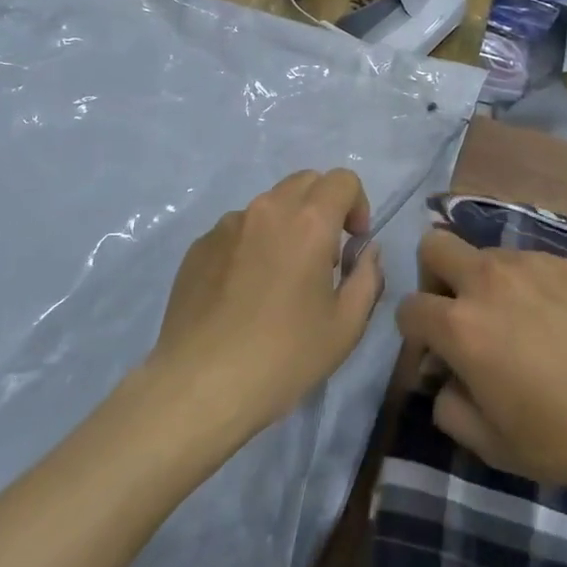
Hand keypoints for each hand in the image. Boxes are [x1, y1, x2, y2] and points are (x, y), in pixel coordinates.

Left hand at [149, 169, 383, 437]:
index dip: (357, 204)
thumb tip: (365, 251)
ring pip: (268, 206)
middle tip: (323, 256)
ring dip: (285, 226)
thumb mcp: (346, 326)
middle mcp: (266, 210)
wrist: (200, 386)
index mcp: (308, 221)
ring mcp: (227, 226)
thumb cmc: (284, 356)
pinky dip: (252, 246)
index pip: (343, 180)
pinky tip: (244, 294)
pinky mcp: (199, 247)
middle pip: (305, 182)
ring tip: (280, 278)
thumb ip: (367, 277)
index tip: (353, 244)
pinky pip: (236, 231)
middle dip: (323, 207)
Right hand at [396, 231, 566, 497]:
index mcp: (460, 325)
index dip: (414, 335)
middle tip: (460, 316)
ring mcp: (531, 264)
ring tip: (522, 324)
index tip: (437, 358)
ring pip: (487, 255)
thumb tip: (444, 380)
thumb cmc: (564, 437)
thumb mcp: (493, 445)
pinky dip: (530, 286)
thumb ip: (450, 409)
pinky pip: (532, 264)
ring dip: (486, 283)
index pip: (408, 308)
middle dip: (434, 278)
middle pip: (435, 246)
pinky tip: (562, 322)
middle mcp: (488, 280)